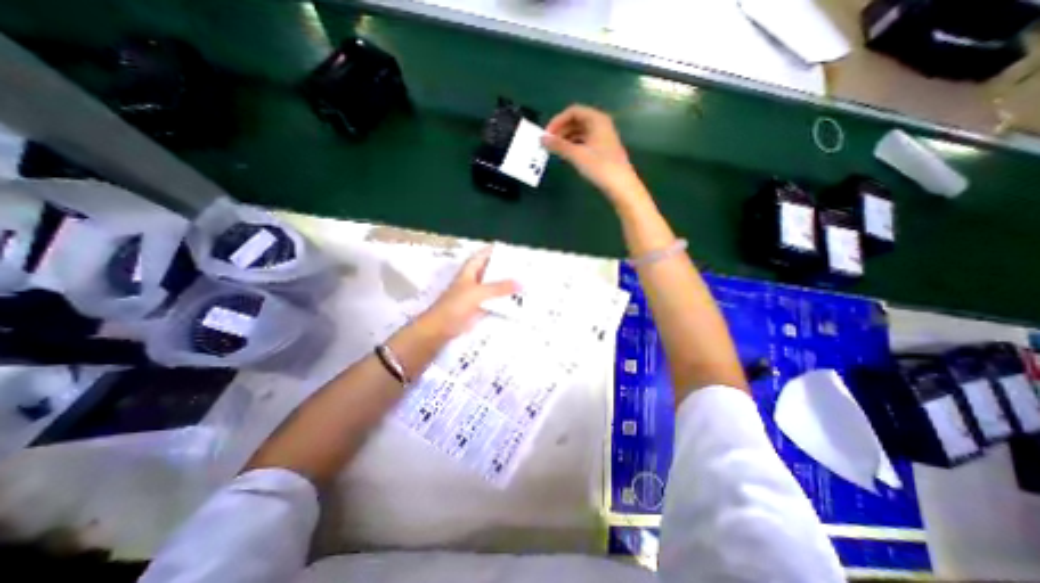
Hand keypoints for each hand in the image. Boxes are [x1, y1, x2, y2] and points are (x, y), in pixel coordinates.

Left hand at [418, 243, 519, 337]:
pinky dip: (505, 301)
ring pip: (494, 287)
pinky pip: (495, 302)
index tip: (512, 250)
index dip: (495, 251)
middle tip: (525, 268)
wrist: (440, 329)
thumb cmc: (455, 306)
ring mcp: (476, 295)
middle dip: (506, 269)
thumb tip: (521, 283)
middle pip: (491, 271)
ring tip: (526, 283)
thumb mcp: (478, 293)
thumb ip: (499, 288)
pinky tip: (518, 302)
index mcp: (469, 271)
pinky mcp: (479, 309)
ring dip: (507, 286)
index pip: (483, 255)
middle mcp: (473, 280)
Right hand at [540, 104, 647, 204]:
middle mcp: (601, 124)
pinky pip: (584, 141)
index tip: (546, 135)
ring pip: (580, 132)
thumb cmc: (600, 166)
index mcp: (597, 119)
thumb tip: (541, 139)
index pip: (573, 111)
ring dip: (566, 138)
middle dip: (561, 130)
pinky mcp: (603, 149)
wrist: (621, 185)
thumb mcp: (577, 155)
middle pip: (576, 120)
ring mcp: (603, 137)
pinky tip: (567, 155)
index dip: (557, 121)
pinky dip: (574, 145)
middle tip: (549, 143)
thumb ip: (558, 145)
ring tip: (555, 150)